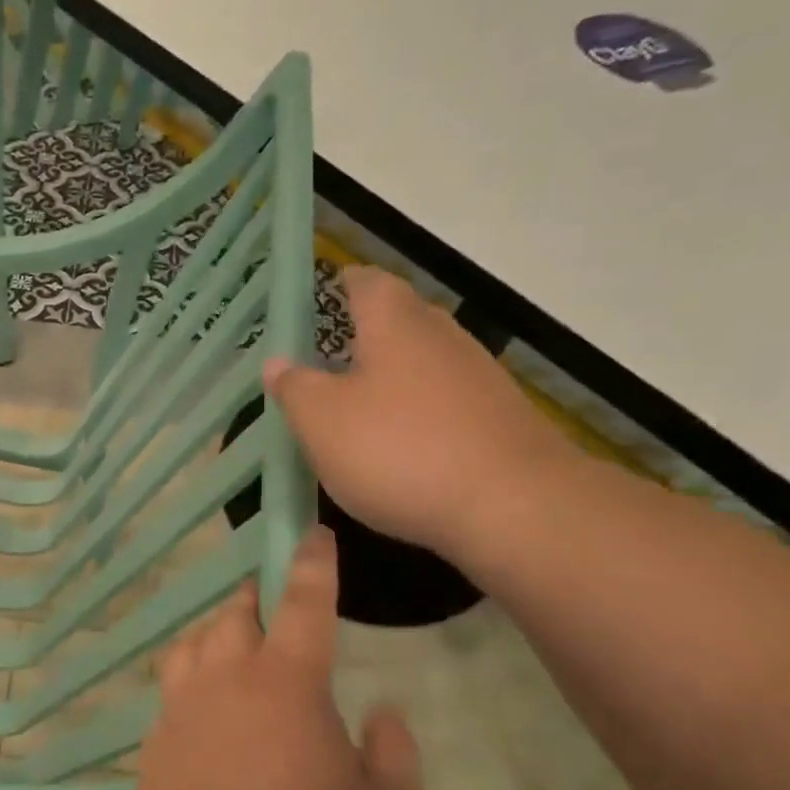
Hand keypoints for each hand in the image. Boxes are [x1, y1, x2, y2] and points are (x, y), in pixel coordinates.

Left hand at [123, 527, 422, 789]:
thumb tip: (382, 714)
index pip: (302, 603)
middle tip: (272, 602)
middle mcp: (226, 680)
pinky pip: (172, 685)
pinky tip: (205, 703)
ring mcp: (182, 709)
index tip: (313, 534)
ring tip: (234, 641)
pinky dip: (191, 674)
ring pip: (192, 642)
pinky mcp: (155, 742)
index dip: (311, 564)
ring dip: (215, 630)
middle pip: (234, 614)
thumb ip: (394, 757)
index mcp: (286, 684)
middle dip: (255, 597)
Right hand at [264, 268, 578, 560]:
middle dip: (368, 330)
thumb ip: (295, 388)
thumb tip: (276, 362)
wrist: (513, 506)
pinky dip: (421, 411)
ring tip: (362, 403)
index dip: (343, 283)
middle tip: (332, 352)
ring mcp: (479, 377)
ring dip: (395, 373)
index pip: (367, 283)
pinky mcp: (500, 418)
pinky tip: (405, 443)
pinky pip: (447, 400)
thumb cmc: (399, 450)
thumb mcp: (322, 422)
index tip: (324, 292)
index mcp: (395, 325)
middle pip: (402, 318)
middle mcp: (442, 337)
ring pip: (426, 360)